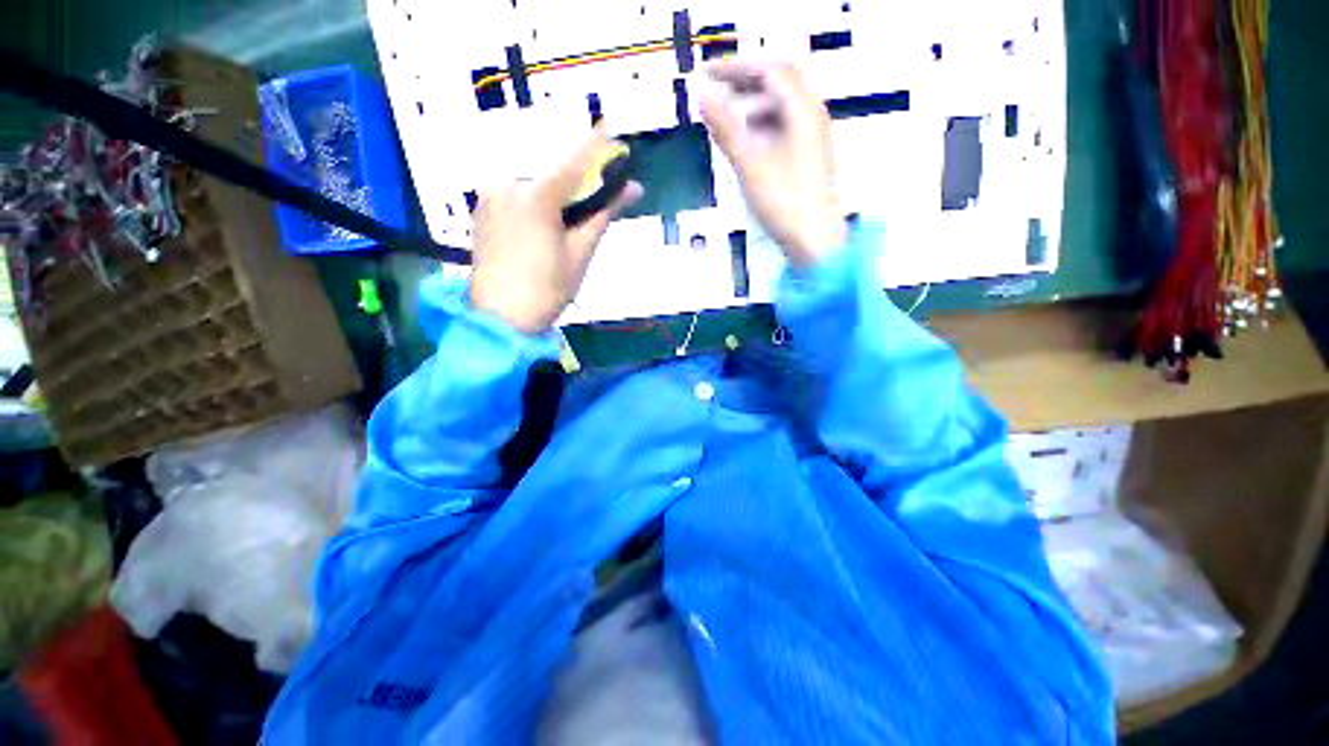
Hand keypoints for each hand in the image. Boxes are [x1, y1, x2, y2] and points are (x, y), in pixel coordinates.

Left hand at [469, 129, 642, 333]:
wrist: (501, 318)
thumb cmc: (547, 289)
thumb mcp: (580, 253)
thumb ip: (603, 214)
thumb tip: (632, 188)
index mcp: (537, 196)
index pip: (576, 159)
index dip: (599, 147)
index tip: (616, 136)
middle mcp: (508, 184)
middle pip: (553, 166)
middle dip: (578, 173)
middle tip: (597, 188)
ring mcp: (490, 194)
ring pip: (533, 177)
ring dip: (557, 186)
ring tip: (572, 210)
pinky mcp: (482, 207)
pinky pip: (515, 189)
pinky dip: (536, 195)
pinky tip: (546, 217)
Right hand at [699, 60, 843, 267]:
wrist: (815, 242)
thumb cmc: (786, 204)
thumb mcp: (750, 164)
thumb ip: (727, 128)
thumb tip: (703, 95)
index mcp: (802, 110)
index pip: (768, 69)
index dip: (735, 67)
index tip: (705, 74)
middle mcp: (812, 116)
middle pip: (778, 82)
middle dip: (744, 81)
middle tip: (714, 89)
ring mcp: (812, 137)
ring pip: (780, 106)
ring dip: (751, 104)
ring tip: (726, 118)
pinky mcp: (808, 157)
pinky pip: (783, 127)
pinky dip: (761, 125)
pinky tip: (747, 142)